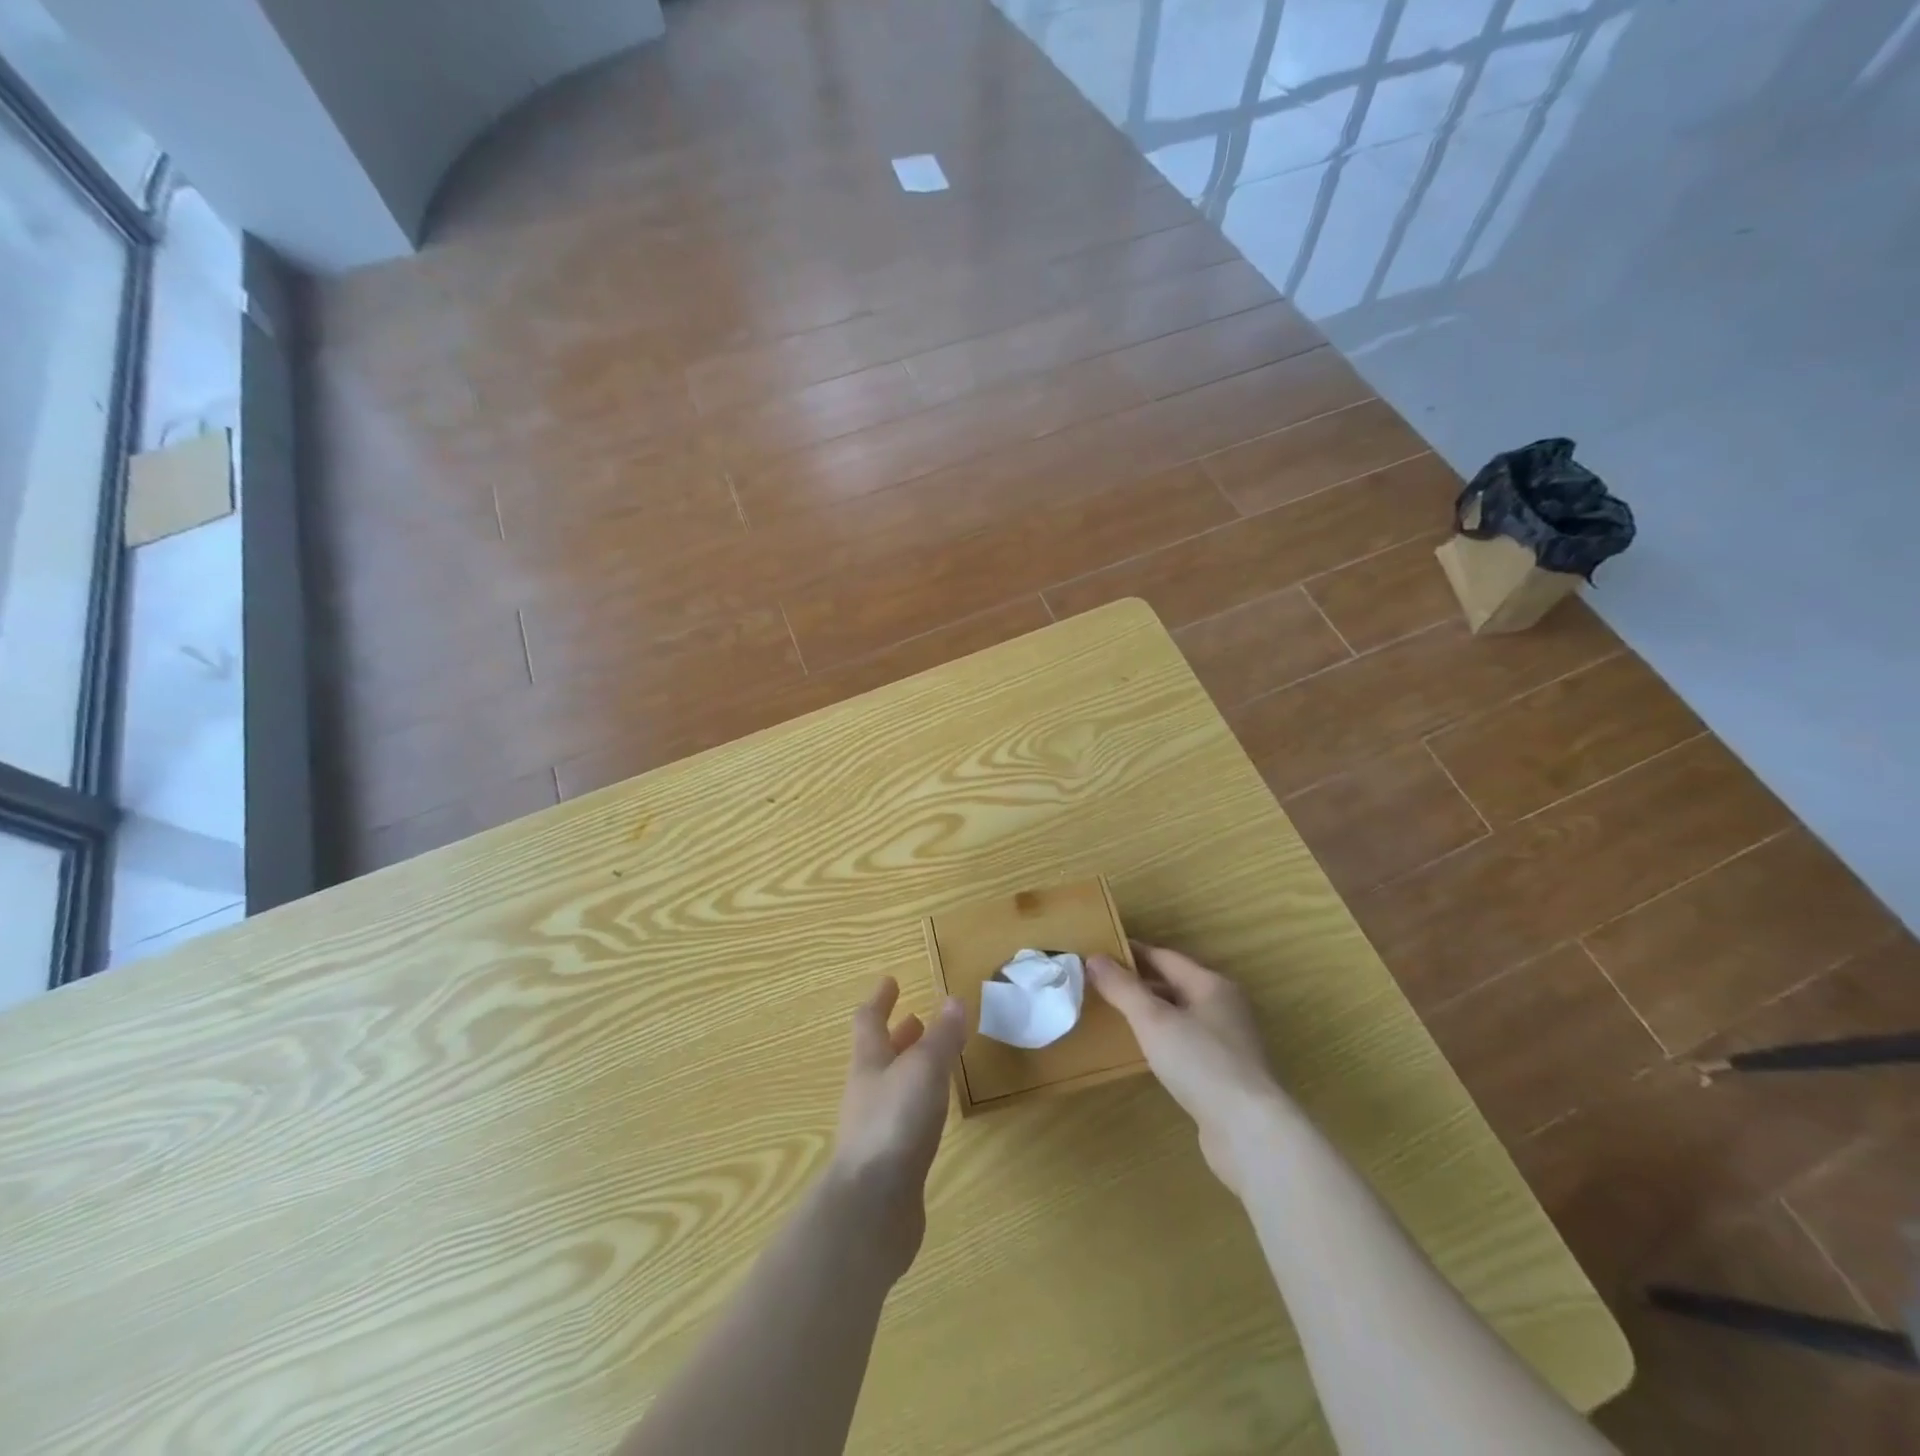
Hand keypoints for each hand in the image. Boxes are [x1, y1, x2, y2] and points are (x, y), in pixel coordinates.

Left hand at [828, 977, 966, 1275]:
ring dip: (908, 1070)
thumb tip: (953, 999)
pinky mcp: (888, 1164)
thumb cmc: (895, 1124)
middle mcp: (867, 1092)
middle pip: (878, 1055)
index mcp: (869, 1063)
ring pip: (891, 1088)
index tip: (891, 981)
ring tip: (932, 1063)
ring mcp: (875, 1130)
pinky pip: (902, 1120)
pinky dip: (917, 1106)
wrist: (871, 1210)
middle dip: (897, 1035)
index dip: (880, 999)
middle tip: (916, 1019)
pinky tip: (934, 1115)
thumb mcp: (924, 1070)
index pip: (869, 1021)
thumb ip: (941, 1037)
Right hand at [1088, 943, 1288, 1195]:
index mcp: (1211, 985)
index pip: (1164, 957)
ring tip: (1116, 1015)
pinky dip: (1164, 1039)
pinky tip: (1146, 1052)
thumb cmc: (1200, 1063)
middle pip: (1174, 984)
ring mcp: (1228, 1042)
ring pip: (1181, 1015)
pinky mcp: (1226, 1074)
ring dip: (1151, 1012)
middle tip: (1101, 985)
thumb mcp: (1154, 1020)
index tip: (1099, 952)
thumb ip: (1123, 988)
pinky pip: (1187, 1043)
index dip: (1131, 953)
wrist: (1249, 1132)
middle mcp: (1224, 1007)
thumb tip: (1094, 958)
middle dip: (1139, 982)